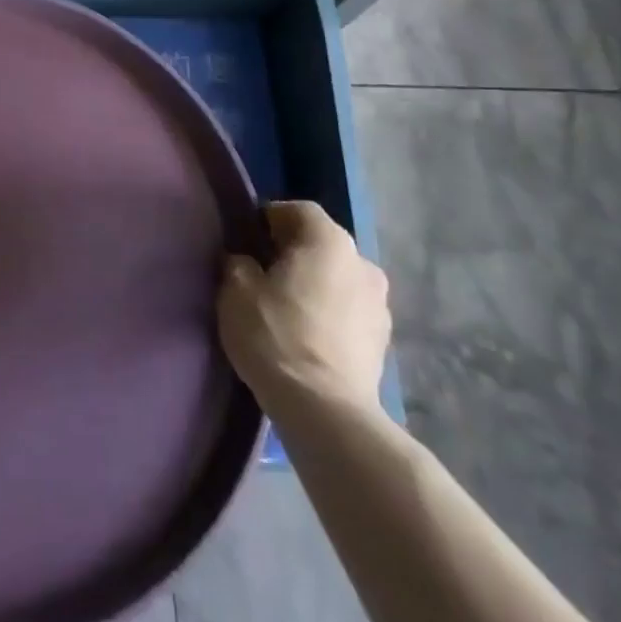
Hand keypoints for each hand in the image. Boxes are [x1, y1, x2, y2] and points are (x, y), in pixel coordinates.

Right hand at [217, 200, 389, 420]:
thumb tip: (247, 262)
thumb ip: (240, 262)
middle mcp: (362, 262)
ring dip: (314, 286)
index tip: (246, 242)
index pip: (296, 210)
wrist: (325, 411)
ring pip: (337, 279)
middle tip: (262, 275)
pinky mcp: (384, 342)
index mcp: (329, 240)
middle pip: (320, 244)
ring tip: (285, 310)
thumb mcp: (235, 289)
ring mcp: (380, 304)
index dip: (268, 219)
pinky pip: (348, 311)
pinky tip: (307, 337)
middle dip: (292, 254)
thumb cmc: (276, 335)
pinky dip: (329, 315)